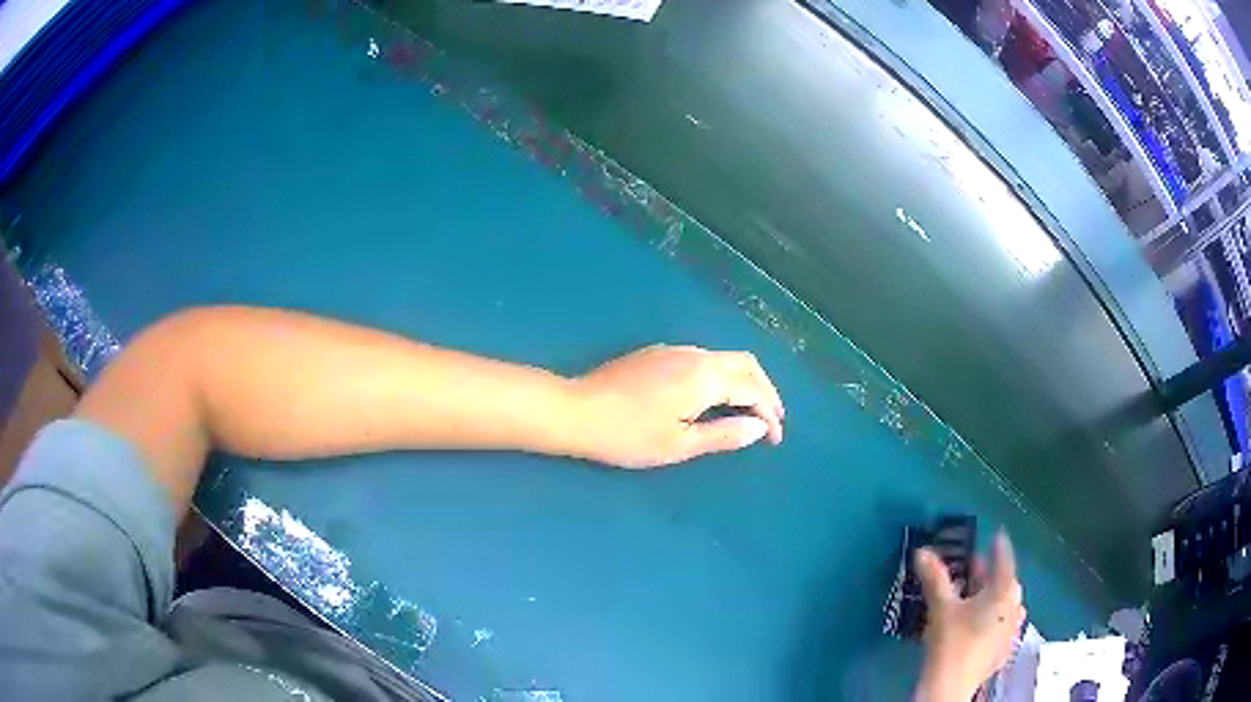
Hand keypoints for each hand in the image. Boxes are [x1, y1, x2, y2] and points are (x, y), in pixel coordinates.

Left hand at [568, 345, 783, 468]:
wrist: (575, 410)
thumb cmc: (627, 435)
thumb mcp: (678, 445)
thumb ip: (724, 435)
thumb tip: (759, 428)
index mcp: (704, 377)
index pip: (752, 389)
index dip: (770, 414)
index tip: (775, 439)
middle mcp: (695, 355)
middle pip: (745, 364)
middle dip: (765, 390)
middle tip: (772, 420)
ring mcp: (674, 350)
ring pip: (724, 358)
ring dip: (744, 381)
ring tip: (749, 411)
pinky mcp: (657, 353)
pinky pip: (704, 359)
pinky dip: (722, 376)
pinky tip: (715, 397)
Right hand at [914, 531, 1025, 701]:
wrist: (950, 686)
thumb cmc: (950, 642)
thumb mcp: (941, 607)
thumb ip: (935, 578)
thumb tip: (922, 551)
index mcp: (1004, 592)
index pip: (1005, 560)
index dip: (999, 546)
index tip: (995, 534)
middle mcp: (1014, 607)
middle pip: (1006, 583)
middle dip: (991, 573)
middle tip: (975, 568)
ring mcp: (1011, 629)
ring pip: (1006, 604)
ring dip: (993, 595)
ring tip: (977, 595)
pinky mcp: (1004, 648)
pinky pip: (1003, 624)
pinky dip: (994, 616)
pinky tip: (981, 623)